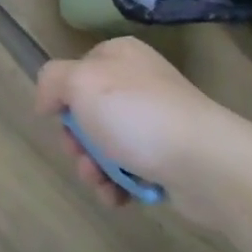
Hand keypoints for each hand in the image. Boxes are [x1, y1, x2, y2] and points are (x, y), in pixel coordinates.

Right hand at [35, 38, 228, 223]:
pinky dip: (117, 184)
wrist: (205, 162)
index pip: (75, 72)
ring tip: (102, 183)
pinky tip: (118, 197)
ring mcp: (156, 119)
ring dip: (94, 169)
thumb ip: (52, 80)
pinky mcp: (168, 155)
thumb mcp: (81, 83)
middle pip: (87, 112)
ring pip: (105, 145)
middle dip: (78, 142)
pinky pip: (129, 169)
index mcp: (119, 55)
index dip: (63, 99)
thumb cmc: (137, 115)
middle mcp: (139, 82)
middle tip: (83, 157)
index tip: (61, 120)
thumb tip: (47, 101)